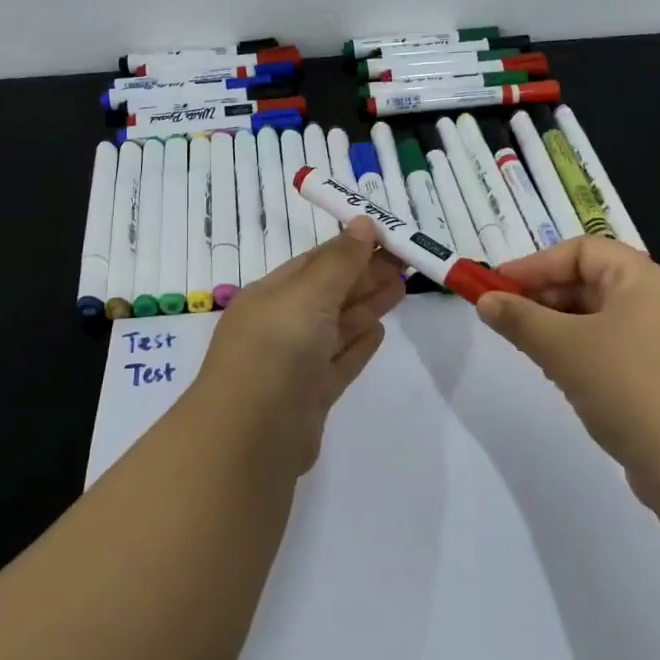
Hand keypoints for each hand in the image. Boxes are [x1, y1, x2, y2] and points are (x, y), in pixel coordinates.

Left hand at [190, 217, 405, 477]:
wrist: (251, 436)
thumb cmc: (277, 349)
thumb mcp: (308, 294)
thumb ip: (340, 261)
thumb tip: (365, 223)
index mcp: (272, 295)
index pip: (317, 262)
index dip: (353, 248)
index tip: (391, 238)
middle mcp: (281, 325)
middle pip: (330, 293)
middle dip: (367, 275)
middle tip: (408, 261)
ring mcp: (296, 363)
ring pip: (338, 327)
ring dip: (368, 306)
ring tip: (401, 288)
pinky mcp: (311, 396)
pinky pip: (340, 362)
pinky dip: (359, 345)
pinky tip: (379, 333)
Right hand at [476, 238, 659, 492]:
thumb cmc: (629, 386)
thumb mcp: (563, 347)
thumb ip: (519, 319)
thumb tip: (485, 301)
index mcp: (644, 279)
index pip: (581, 250)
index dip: (535, 264)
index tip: (497, 288)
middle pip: (590, 282)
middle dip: (544, 298)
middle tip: (507, 321)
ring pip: (599, 320)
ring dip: (559, 329)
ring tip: (532, 352)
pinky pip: (614, 350)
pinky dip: (582, 355)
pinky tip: (564, 380)